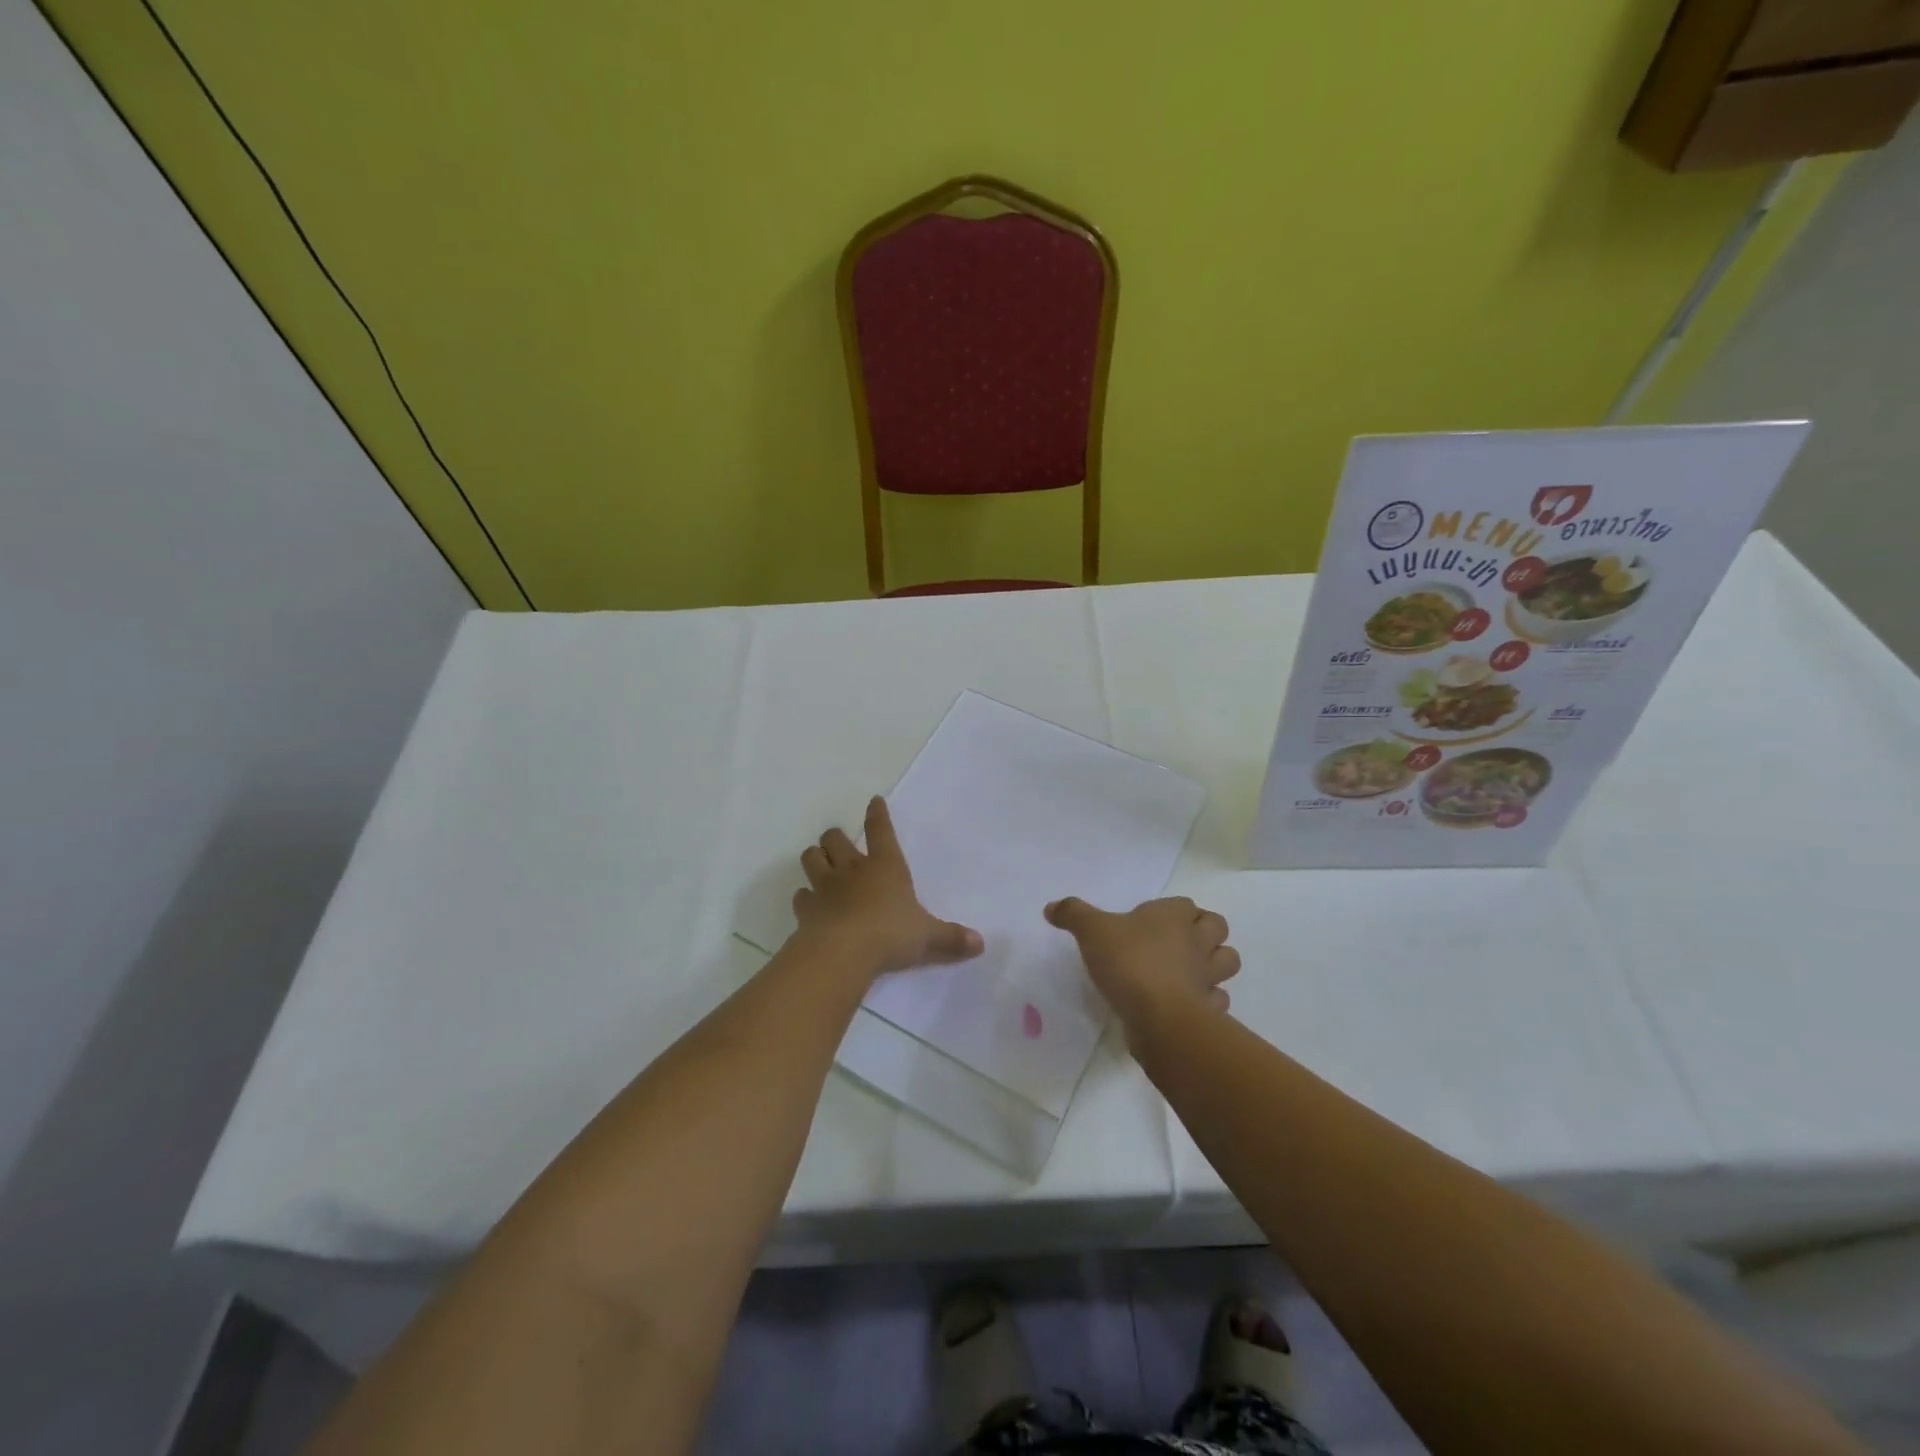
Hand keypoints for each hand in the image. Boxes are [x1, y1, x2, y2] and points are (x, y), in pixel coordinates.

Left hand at [793, 797, 983, 978]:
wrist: (842, 952)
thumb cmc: (890, 935)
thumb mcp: (928, 937)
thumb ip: (952, 938)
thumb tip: (981, 944)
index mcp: (885, 866)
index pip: (881, 830)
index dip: (878, 814)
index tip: (874, 801)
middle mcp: (852, 869)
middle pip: (834, 838)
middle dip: (835, 837)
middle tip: (839, 843)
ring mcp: (825, 887)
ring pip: (811, 858)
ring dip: (815, 858)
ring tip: (820, 864)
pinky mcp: (806, 909)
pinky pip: (801, 895)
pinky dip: (805, 897)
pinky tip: (810, 903)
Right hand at [1044, 896, 1240, 1031]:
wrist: (1159, 1016)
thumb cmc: (1129, 962)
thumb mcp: (1091, 931)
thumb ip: (1072, 915)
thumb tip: (1051, 907)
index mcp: (1173, 916)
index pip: (1185, 904)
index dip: (1174, 911)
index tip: (1151, 921)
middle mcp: (1197, 941)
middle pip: (1217, 927)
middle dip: (1204, 932)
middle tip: (1177, 943)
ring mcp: (1208, 976)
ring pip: (1227, 961)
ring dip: (1215, 964)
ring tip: (1188, 971)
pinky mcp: (1209, 1009)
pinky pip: (1217, 1000)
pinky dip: (1208, 1001)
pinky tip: (1187, 1004)